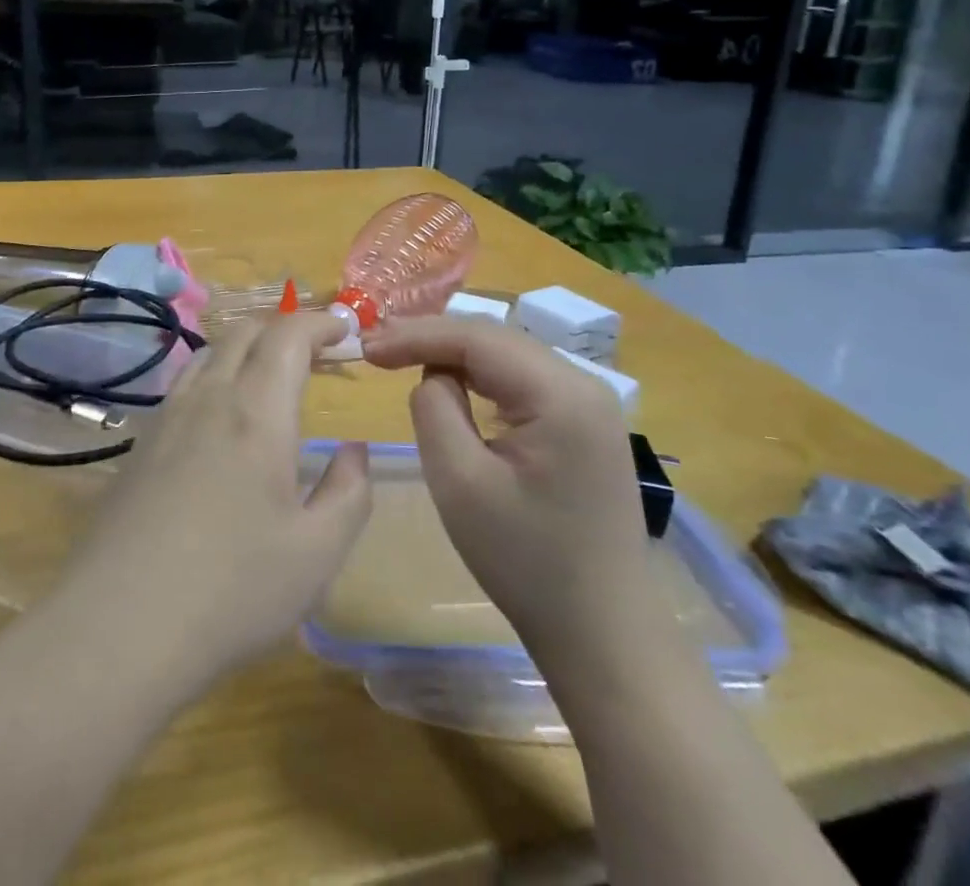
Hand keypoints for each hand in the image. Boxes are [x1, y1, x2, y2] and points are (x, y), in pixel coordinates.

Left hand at [53, 313, 371, 689]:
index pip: (288, 335)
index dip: (320, 321)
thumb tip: (355, 451)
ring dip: (248, 346)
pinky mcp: (140, 444)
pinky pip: (185, 384)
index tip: (345, 328)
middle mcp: (209, 398)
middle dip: (286, 326)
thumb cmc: (231, 590)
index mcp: (256, 412)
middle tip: (317, 349)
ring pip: (210, 353)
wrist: (118, 626)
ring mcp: (167, 418)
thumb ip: (349, 492)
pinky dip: (217, 374)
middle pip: (245, 332)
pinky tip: (222, 416)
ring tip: (272, 375)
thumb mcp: (317, 553)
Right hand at [360, 317, 658, 679]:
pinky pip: (523, 381)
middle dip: (433, 339)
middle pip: (495, 339)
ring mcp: (590, 404)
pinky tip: (453, 386)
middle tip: (377, 349)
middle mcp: (584, 384)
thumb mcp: (460, 482)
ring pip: (507, 356)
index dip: (416, 334)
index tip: (366, 346)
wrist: (603, 635)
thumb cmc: (526, 563)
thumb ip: (434, 408)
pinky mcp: (585, 425)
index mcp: (561, 394)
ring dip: (455, 355)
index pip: (477, 338)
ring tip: (402, 359)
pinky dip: (481, 377)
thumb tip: (433, 375)